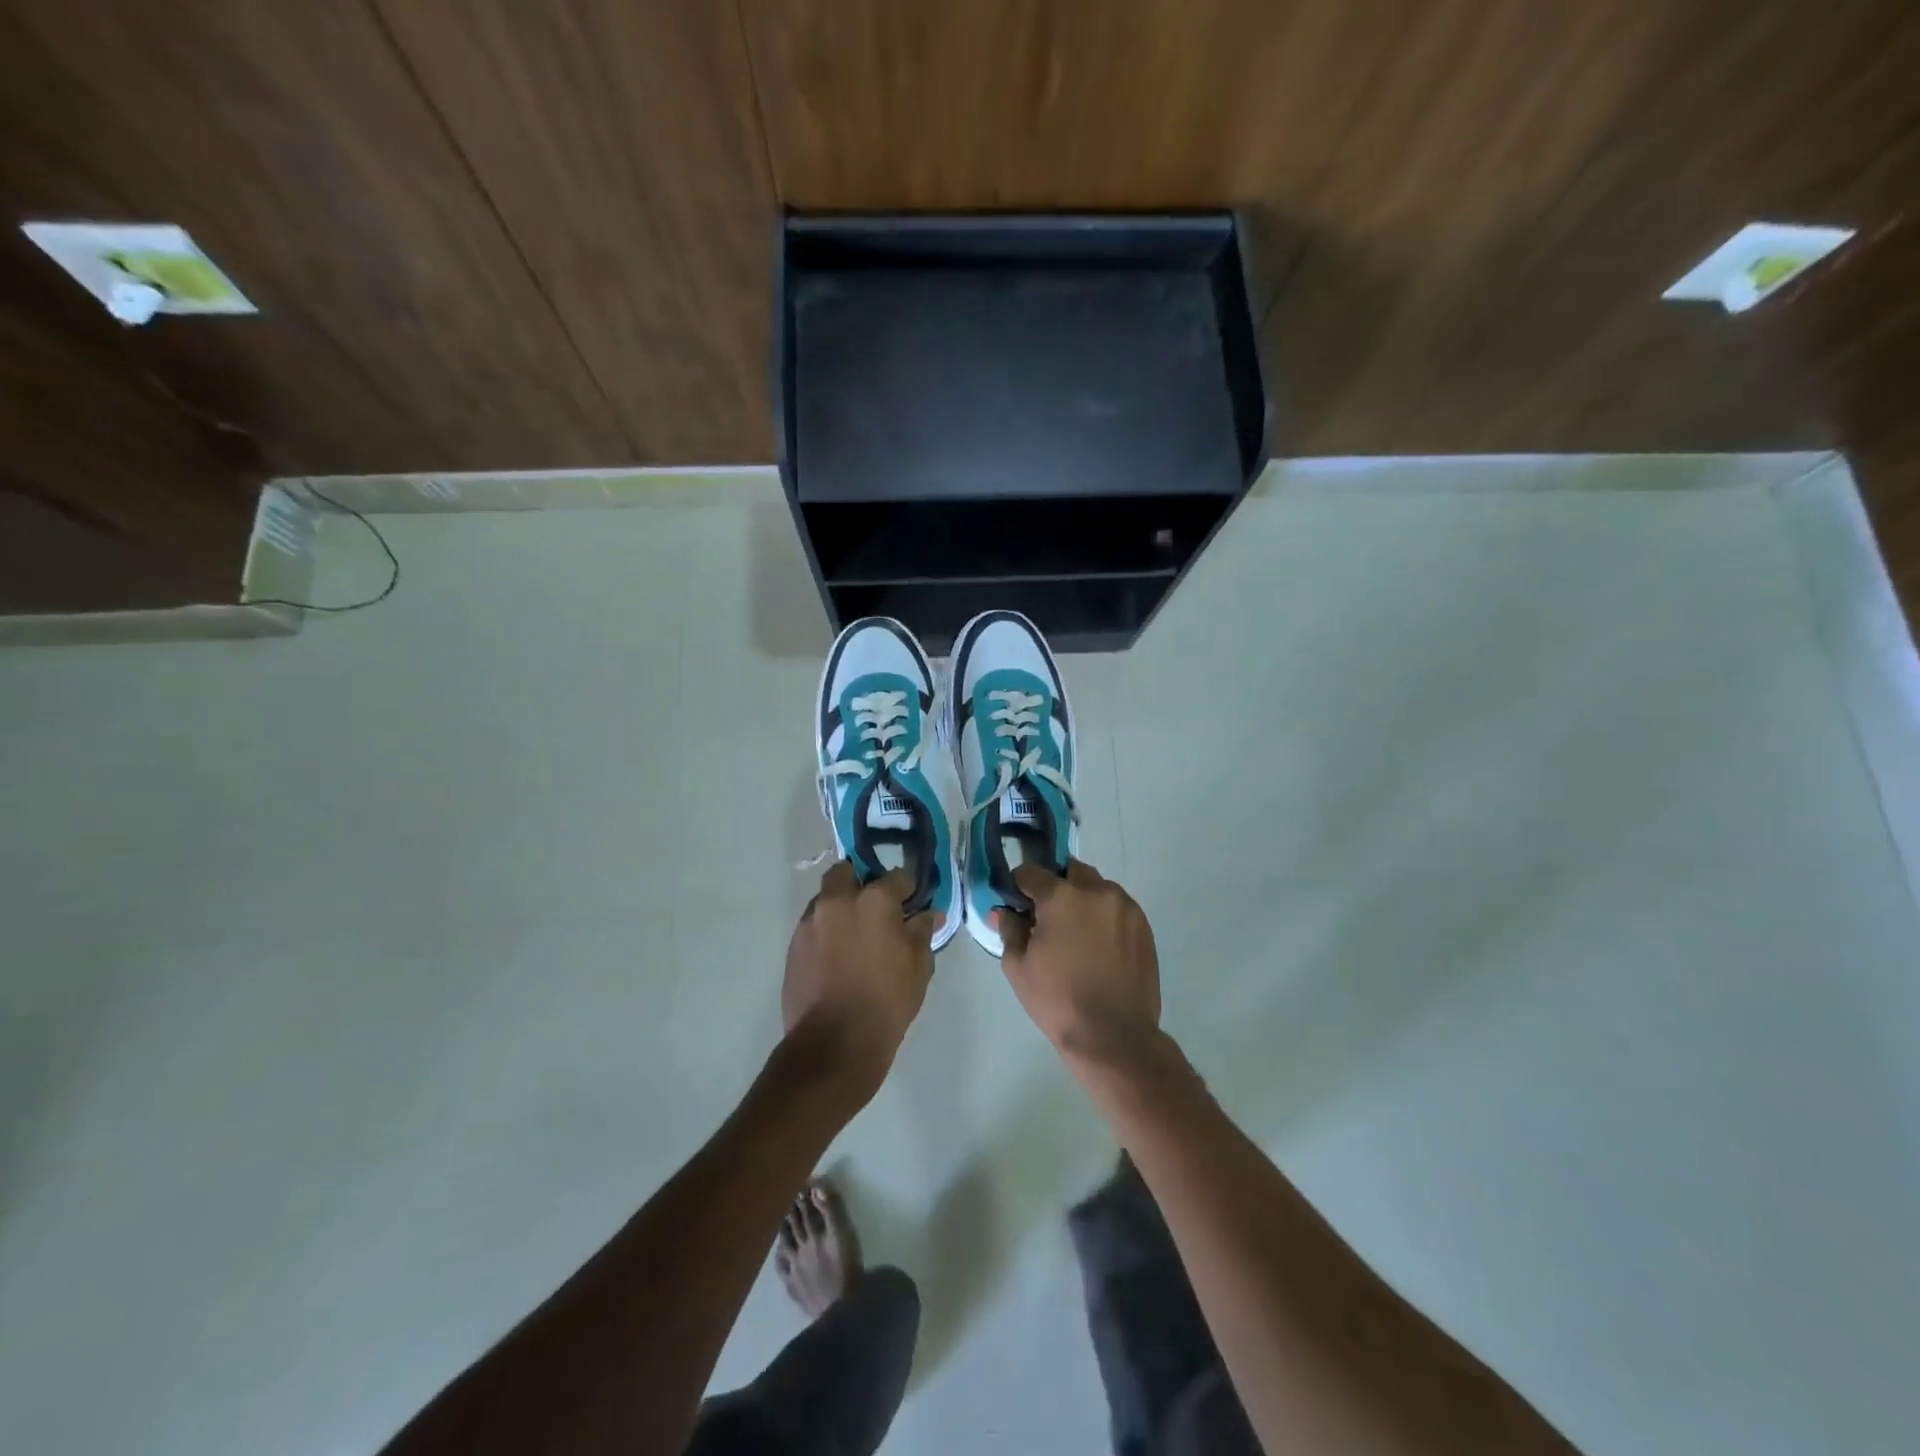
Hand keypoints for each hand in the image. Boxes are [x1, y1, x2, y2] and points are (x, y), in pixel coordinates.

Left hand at [781, 862, 936, 1100]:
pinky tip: (838, 956)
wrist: (834, 1043)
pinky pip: (813, 925)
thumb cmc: (887, 1001)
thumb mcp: (919, 966)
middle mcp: (837, 901)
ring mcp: (810, 922)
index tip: (913, 901)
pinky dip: (826, 931)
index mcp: (873, 900)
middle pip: (848, 873)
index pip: (897, 877)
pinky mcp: (793, 946)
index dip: (908, 888)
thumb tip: (929, 914)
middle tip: (876, 909)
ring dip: (841, 907)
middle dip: (862, 882)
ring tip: (855, 936)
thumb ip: (922, 932)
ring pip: (826, 899)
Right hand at [994, 861, 1161, 1069]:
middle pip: (1071, 871)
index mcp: (1061, 897)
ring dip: (1084, 899)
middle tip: (1049, 916)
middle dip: (1057, 886)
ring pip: (1098, 888)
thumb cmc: (1058, 1000)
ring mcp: (1125, 907)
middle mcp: (1096, 891)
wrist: (1114, 1035)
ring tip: (1078, 934)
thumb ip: (1009, 930)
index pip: (1032, 872)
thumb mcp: (1018, 967)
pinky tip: (1099, 946)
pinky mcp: (1144, 926)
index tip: (1017, 901)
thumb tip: (1005, 911)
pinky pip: (1118, 908)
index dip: (1020, 885)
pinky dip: (1105, 916)